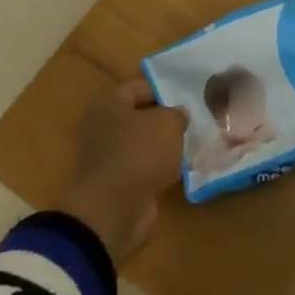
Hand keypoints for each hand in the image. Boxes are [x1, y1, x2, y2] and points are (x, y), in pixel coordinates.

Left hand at [56, 78, 187, 261]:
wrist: (113, 209)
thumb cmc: (140, 153)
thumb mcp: (168, 124)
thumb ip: (176, 114)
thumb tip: (177, 115)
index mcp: (109, 102)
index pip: (140, 86)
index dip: (165, 89)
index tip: (188, 98)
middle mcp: (102, 125)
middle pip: (139, 115)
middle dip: (164, 119)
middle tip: (192, 121)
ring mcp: (106, 155)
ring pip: (140, 142)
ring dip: (161, 145)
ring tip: (189, 144)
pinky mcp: (114, 181)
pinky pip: (140, 166)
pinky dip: (156, 167)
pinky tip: (178, 168)